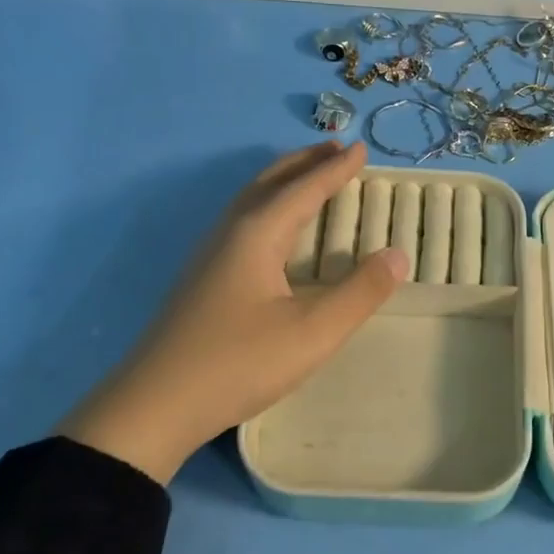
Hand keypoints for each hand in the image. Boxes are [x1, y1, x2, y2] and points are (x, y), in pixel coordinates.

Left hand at [61, 141, 407, 483]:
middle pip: (270, 183)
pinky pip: (242, 223)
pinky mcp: (201, 280)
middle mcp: (229, 233)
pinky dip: (268, 207)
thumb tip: (398, 255)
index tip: (361, 148)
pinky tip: (272, 233)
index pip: (304, 189)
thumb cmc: (240, 363)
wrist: (155, 405)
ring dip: (283, 182)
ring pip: (250, 201)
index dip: (336, 170)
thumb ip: (360, 293)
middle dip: (305, 163)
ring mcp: (208, 256)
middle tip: (336, 148)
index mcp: (257, 235)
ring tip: (308, 178)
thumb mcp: (313, 332)